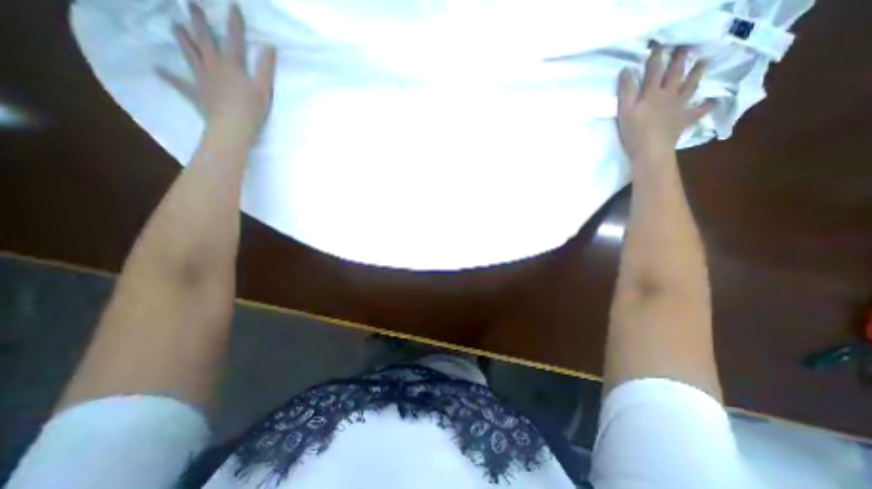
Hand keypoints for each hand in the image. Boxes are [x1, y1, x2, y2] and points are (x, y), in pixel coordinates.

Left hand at [159, 2, 274, 143]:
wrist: (232, 127)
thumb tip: (269, 46)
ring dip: (183, 39)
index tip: (233, 6)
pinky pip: (179, 82)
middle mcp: (213, 66)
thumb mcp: (264, 89)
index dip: (234, 23)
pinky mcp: (195, 92)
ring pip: (190, 54)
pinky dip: (169, 76)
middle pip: (204, 40)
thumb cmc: (252, 109)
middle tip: (191, 5)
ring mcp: (201, 78)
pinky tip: (158, 69)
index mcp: (232, 65)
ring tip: (175, 25)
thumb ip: (266, 68)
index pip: (234, 40)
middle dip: (199, 22)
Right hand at [612, 43, 714, 156]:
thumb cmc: (634, 132)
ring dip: (696, 74)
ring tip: (703, 63)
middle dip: (679, 61)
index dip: (655, 59)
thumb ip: (626, 91)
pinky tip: (713, 102)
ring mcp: (679, 107)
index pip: (653, 72)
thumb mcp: (624, 111)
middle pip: (675, 75)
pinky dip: (707, 106)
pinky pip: (699, 111)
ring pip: (690, 87)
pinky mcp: (684, 120)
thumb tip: (627, 70)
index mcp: (652, 94)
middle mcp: (668, 95)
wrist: (651, 150)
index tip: (657, 47)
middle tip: (685, 49)